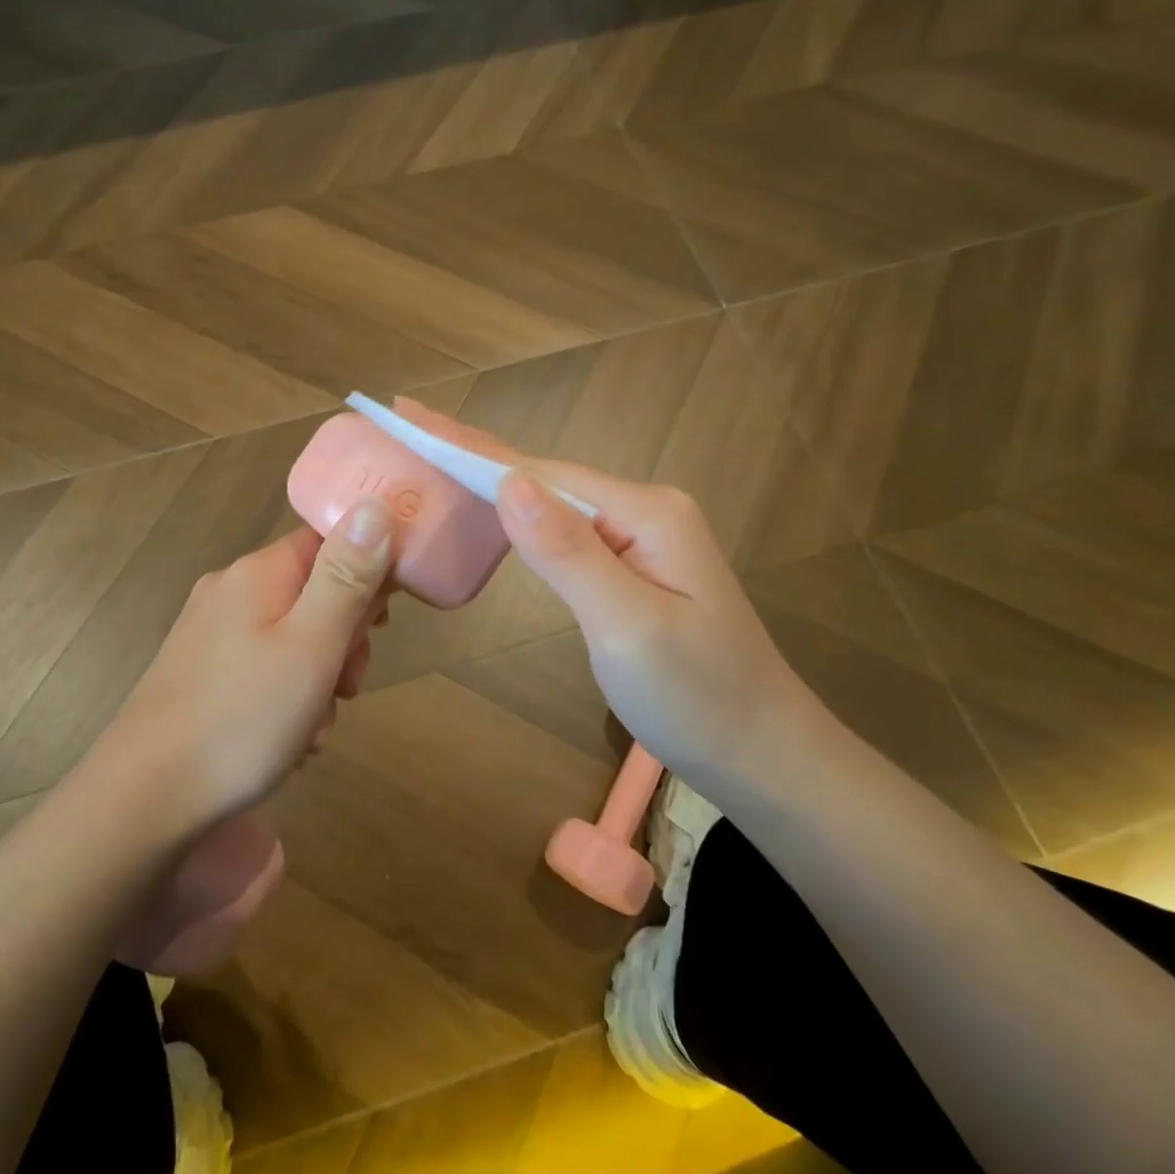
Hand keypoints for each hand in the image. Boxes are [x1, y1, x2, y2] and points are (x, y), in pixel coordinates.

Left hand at [96, 498, 395, 831]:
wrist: (144, 799)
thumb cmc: (242, 719)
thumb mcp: (312, 646)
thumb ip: (347, 577)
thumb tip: (375, 504)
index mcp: (259, 573)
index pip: (331, 542)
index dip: (368, 575)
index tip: (380, 624)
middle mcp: (231, 589)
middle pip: (315, 591)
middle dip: (343, 639)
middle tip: (344, 687)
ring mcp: (211, 631)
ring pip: (294, 635)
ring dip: (318, 677)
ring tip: (312, 728)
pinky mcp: (200, 670)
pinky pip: (264, 666)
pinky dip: (286, 696)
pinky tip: (286, 739)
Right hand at [395, 399, 797, 777]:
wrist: (762, 754)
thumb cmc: (696, 697)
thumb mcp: (628, 626)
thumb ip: (569, 552)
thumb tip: (509, 483)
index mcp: (645, 512)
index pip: (541, 471)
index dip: (471, 449)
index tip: (412, 420)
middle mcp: (644, 510)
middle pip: (545, 476)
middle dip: (474, 452)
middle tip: (412, 421)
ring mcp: (640, 537)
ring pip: (552, 502)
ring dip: (493, 479)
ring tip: (437, 455)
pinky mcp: (632, 566)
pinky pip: (566, 531)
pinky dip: (521, 516)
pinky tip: (495, 507)